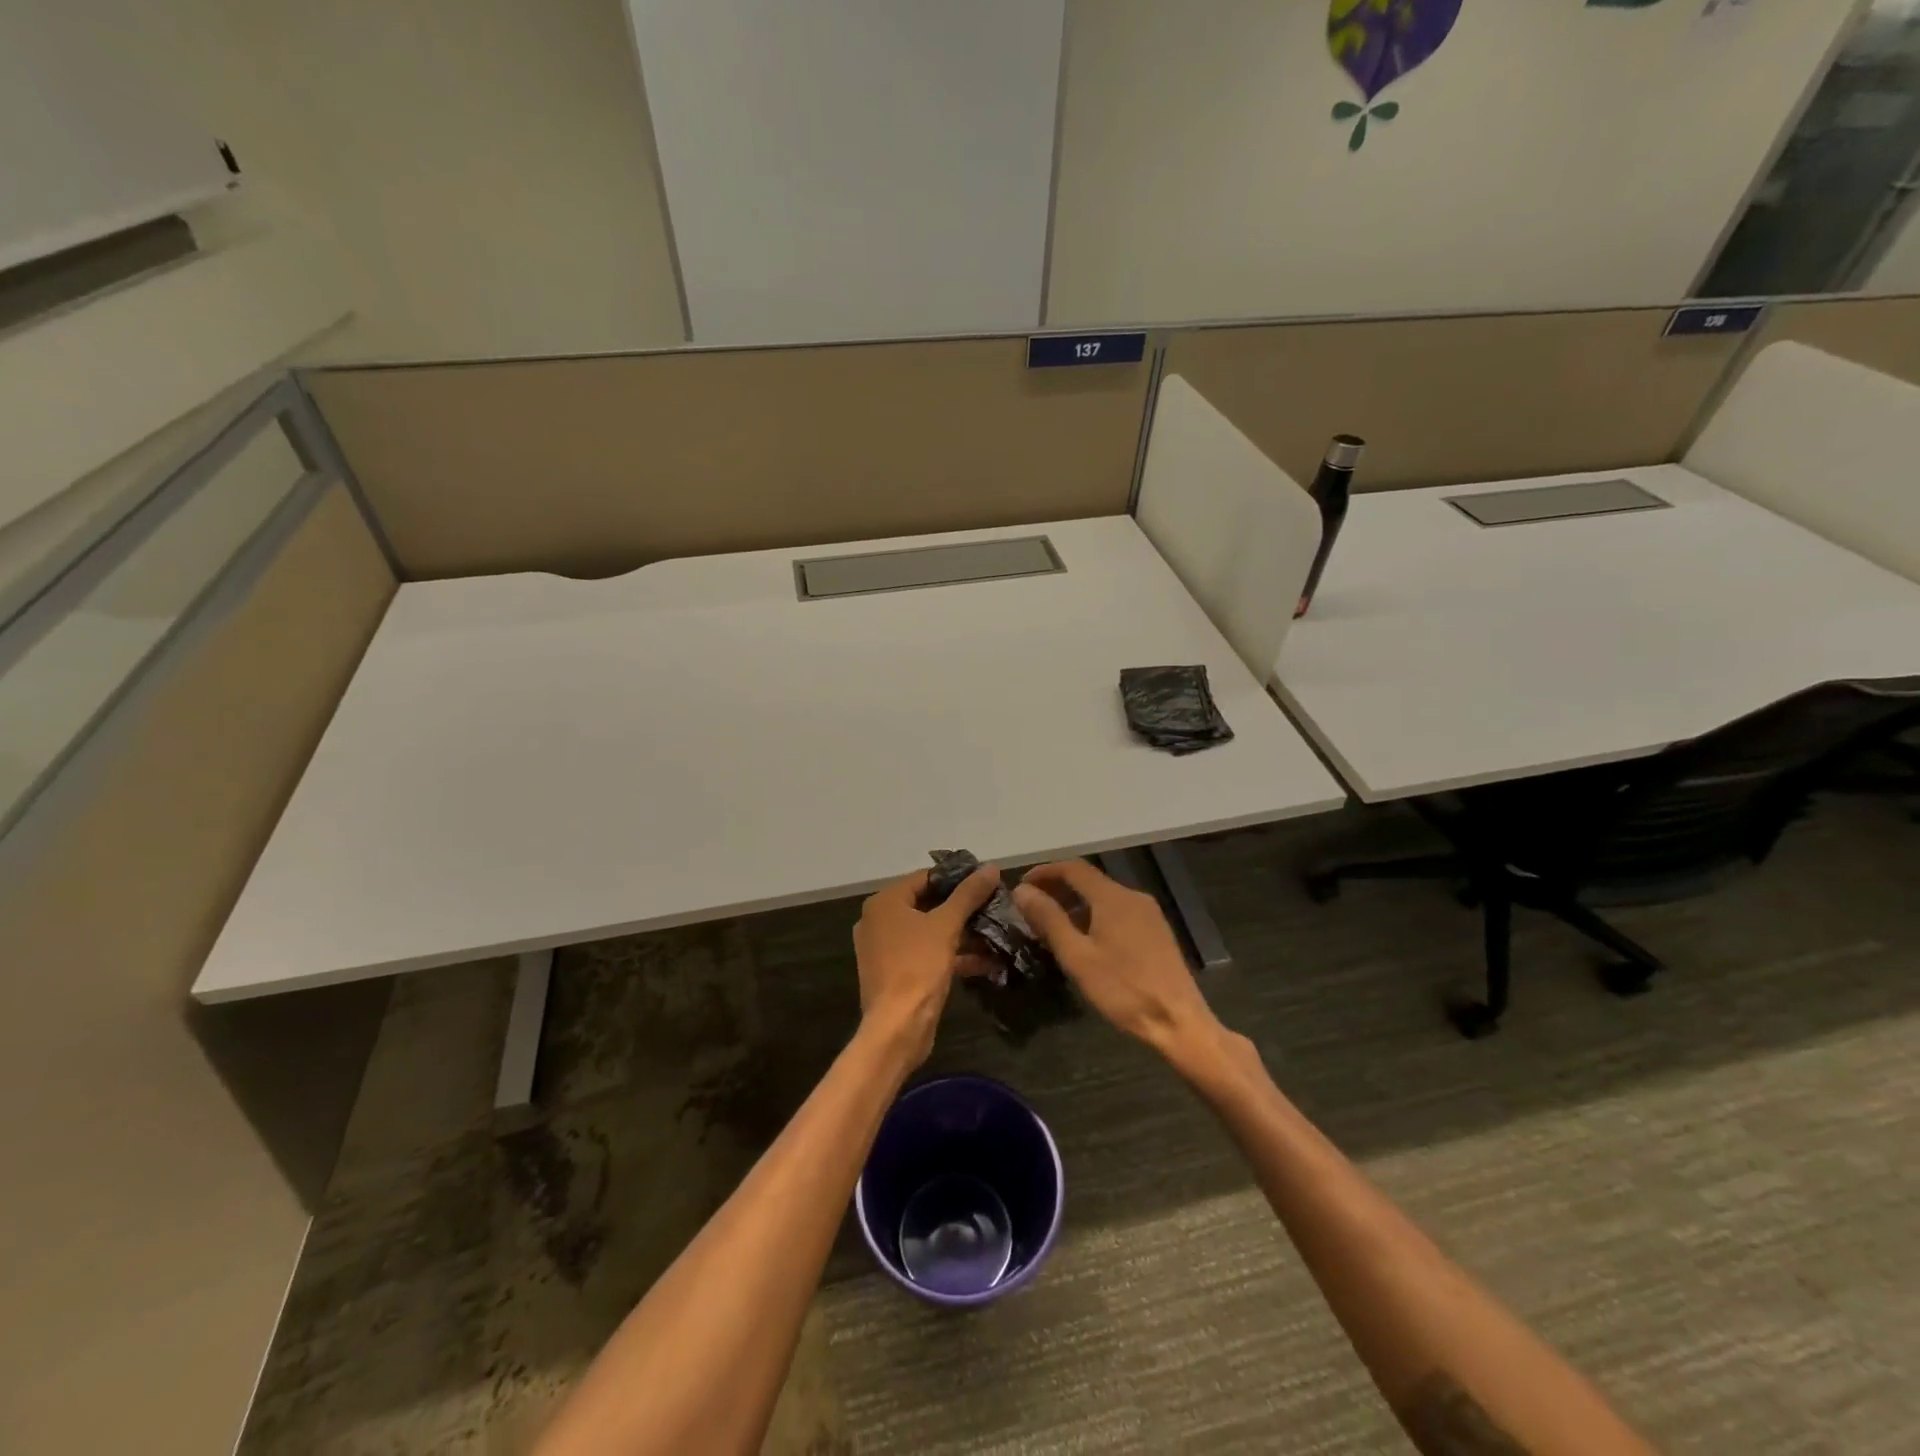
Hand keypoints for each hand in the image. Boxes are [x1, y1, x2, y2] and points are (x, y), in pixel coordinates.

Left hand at [853, 865, 1000, 1065]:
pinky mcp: (898, 973)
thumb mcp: (947, 925)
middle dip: (963, 908)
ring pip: (930, 931)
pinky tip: (987, 960)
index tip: (986, 880)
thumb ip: (968, 894)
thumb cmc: (918, 966)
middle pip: (928, 904)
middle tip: (994, 904)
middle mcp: (880, 921)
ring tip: (996, 930)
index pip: (925, 877)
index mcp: (884, 903)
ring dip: (963, 933)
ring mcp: (887, 949)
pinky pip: (928, 954)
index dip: (957, 877)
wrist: (897, 1028)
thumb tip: (991, 867)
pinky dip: (953, 954)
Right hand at [1013, 860, 1221, 1060]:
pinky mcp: (1156, 931)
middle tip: (1031, 909)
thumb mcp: (1077, 955)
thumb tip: (1022, 890)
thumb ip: (1049, 919)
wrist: (1178, 1021)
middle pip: (1089, 881)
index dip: (1044, 872)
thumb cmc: (1122, 989)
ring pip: (1103, 897)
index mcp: (1113, 897)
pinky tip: (1083, 940)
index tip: (1021, 886)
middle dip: (1058, 889)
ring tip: (1051, 926)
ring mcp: (1148, 913)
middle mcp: (1132, 896)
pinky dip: (1094, 916)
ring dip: (1075, 904)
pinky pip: (1118, 912)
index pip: (1073, 868)